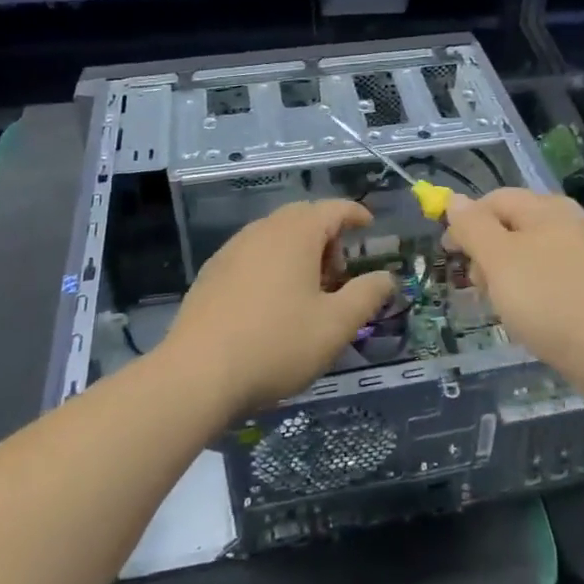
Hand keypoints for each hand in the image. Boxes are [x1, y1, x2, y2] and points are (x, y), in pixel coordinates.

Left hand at [160, 201, 394, 416]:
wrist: (196, 374)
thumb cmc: (276, 344)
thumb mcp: (335, 325)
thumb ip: (367, 295)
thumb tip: (386, 278)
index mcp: (296, 233)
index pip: (333, 208)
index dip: (356, 214)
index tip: (369, 227)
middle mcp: (262, 230)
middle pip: (302, 217)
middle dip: (327, 236)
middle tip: (339, 272)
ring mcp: (231, 250)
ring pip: (275, 235)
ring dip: (298, 251)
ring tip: (308, 292)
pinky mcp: (211, 273)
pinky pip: (252, 254)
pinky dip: (272, 264)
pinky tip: (271, 304)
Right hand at [443, 189, 583, 378]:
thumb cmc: (550, 299)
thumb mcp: (499, 259)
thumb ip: (474, 227)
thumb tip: (455, 200)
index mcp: (548, 208)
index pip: (496, 199)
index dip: (466, 221)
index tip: (450, 255)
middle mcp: (570, 224)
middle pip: (514, 227)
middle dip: (487, 253)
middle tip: (478, 287)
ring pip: (532, 257)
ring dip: (507, 277)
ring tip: (501, 309)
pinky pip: (552, 281)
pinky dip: (533, 295)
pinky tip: (530, 320)